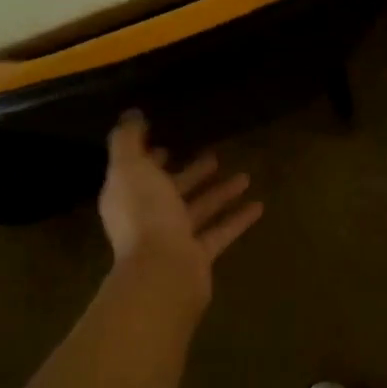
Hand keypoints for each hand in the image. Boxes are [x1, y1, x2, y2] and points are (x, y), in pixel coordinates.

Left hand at [98, 112, 261, 306]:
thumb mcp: (130, 167)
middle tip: (214, 155)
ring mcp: (173, 238)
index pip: (138, 172)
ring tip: (246, 175)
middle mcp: (147, 217)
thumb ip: (128, 140)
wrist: (162, 272)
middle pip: (171, 191)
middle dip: (191, 173)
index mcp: (127, 196)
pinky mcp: (198, 255)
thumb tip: (132, 115)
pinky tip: (259, 205)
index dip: (151, 158)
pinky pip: (220, 231)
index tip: (169, 142)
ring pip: (199, 210)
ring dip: (220, 193)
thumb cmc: (145, 215)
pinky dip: (238, 219)